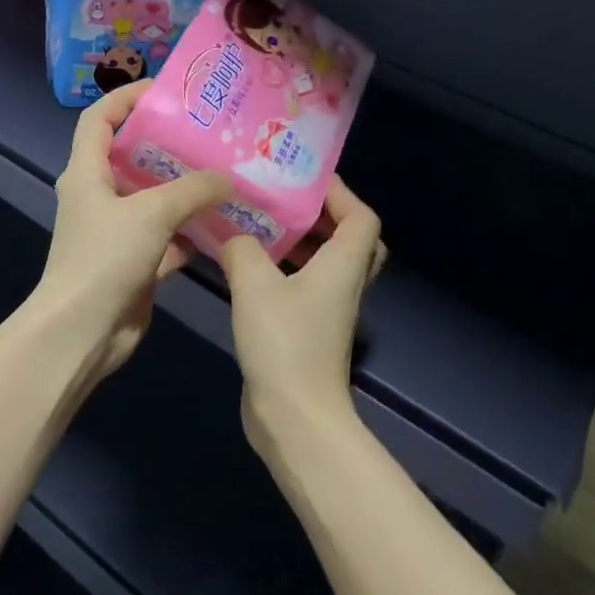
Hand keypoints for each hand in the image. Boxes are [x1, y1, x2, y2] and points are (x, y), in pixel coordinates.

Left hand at [34, 81, 232, 378]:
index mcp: (86, 173)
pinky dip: (191, 231)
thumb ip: (193, 189)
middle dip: (168, 143)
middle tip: (209, 132)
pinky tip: (224, 225)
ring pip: (153, 199)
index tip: (166, 90)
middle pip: (132, 156)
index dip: (127, 97)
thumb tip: (229, 178)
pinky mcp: (134, 263)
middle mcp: (98, 197)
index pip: (100, 118)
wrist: (83, 333)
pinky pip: (167, 237)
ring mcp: (116, 232)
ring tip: (224, 172)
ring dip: (184, 188)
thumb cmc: (105, 259)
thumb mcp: (152, 212)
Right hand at [220, 179, 384, 449]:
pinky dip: (288, 269)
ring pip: (328, 263)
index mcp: (344, 265)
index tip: (305, 178)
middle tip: (287, 202)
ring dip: (303, 242)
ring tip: (264, 225)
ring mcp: (331, 310)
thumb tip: (232, 235)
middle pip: (352, 239)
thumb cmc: (284, 343)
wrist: (294, 416)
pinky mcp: (312, 330)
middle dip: (323, 216)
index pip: (361, 217)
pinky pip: (308, 285)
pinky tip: (251, 266)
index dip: (341, 193)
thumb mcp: (254, 284)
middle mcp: (345, 283)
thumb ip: (241, 247)